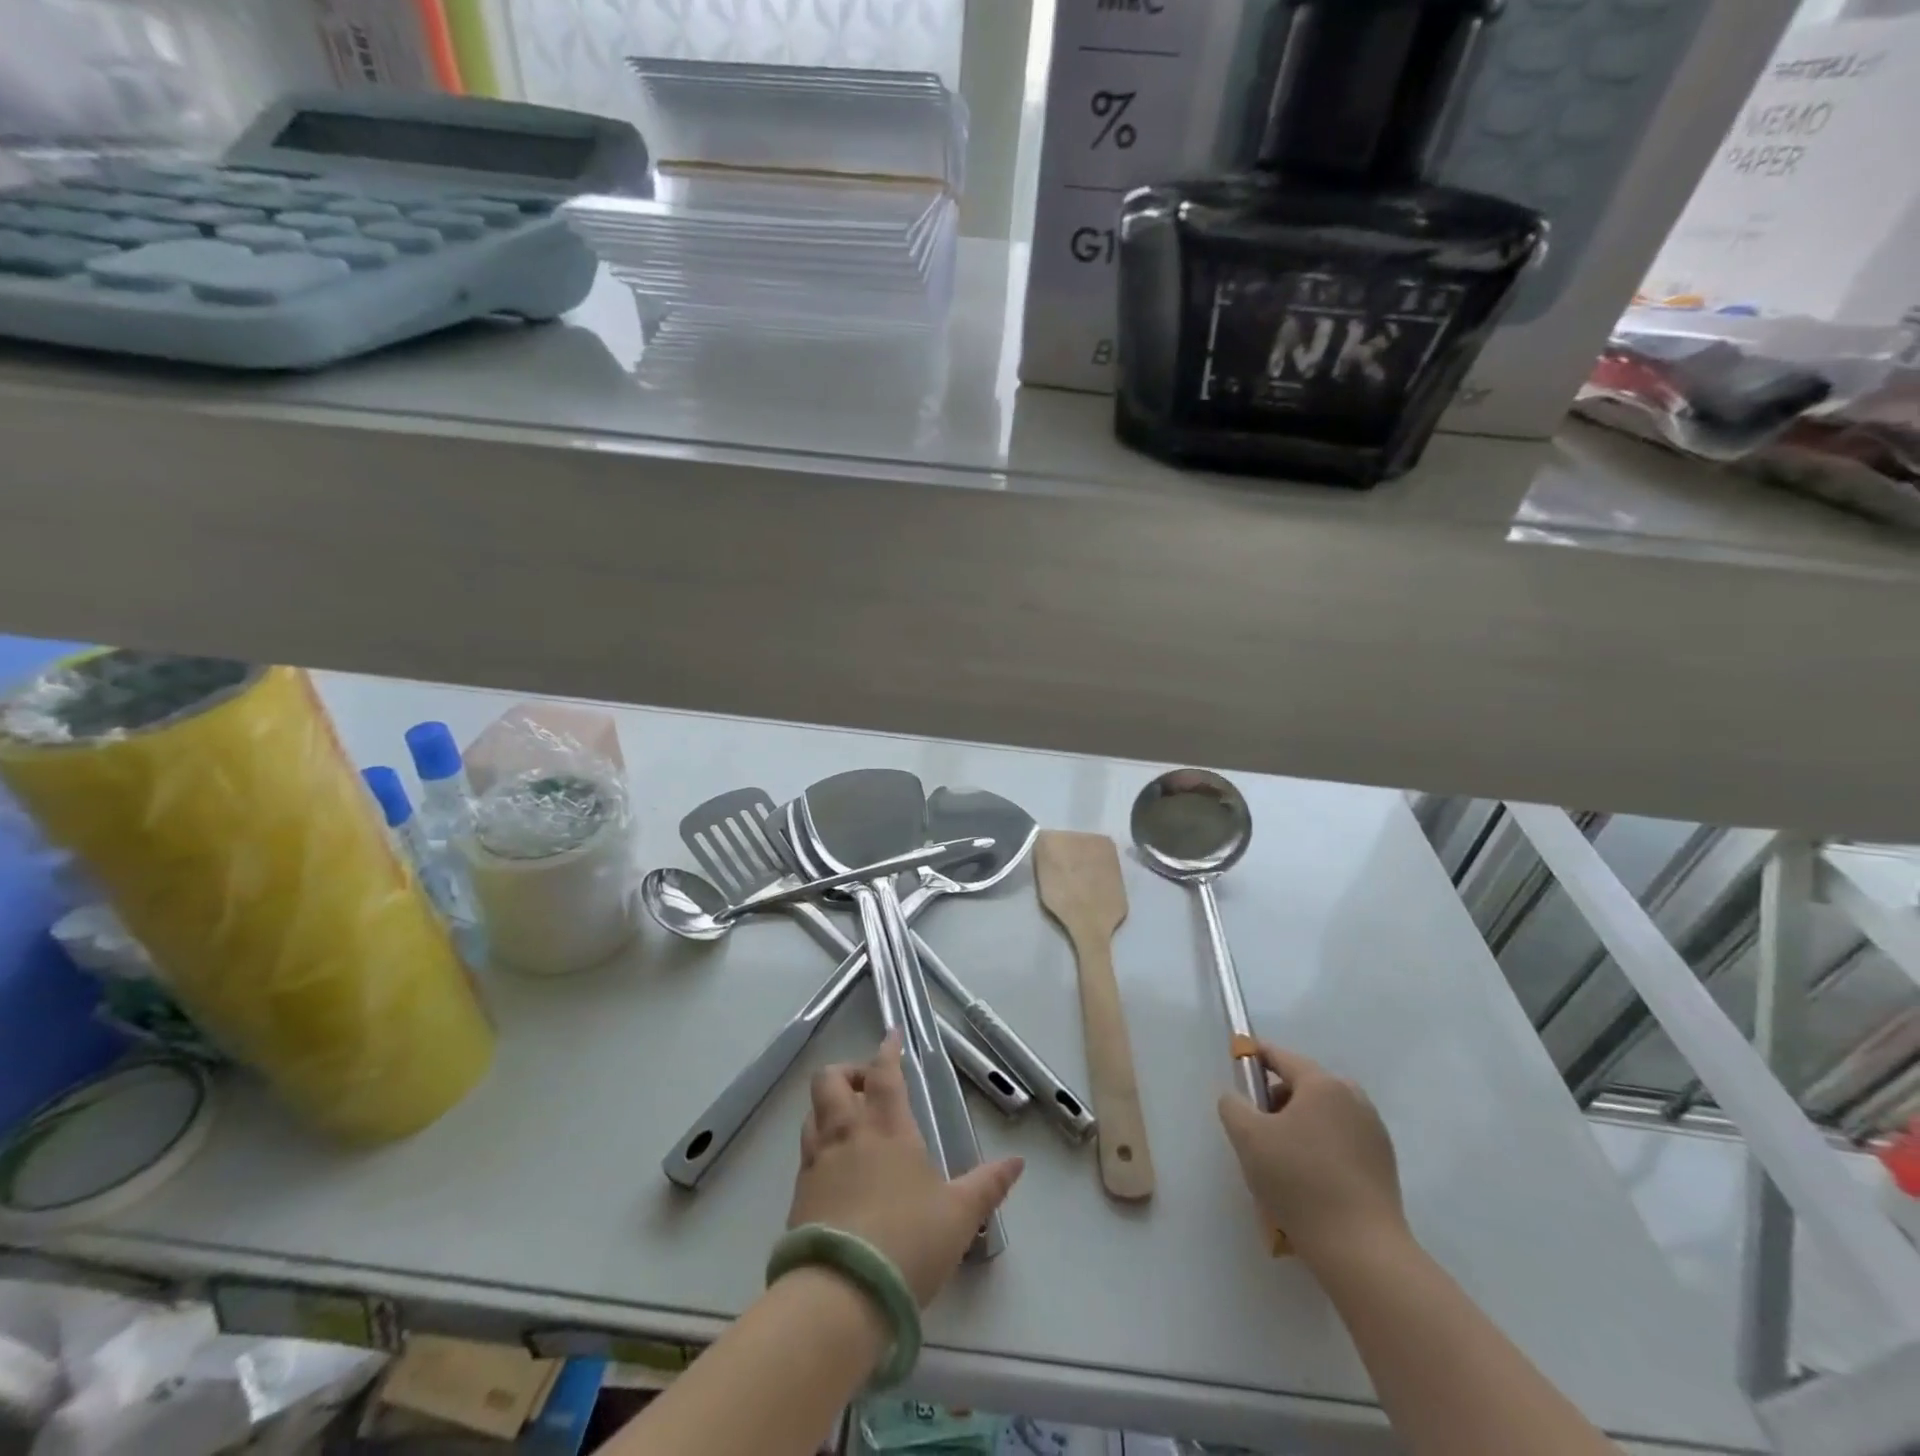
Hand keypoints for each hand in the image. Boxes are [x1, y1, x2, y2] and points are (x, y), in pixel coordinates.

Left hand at [788, 1034, 1023, 1305]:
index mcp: (887, 1127)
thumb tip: (1017, 1162)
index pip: (883, 1072)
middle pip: (831, 1080)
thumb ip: (988, 1185)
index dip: (887, 1049)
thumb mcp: (960, 1216)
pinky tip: (835, 1170)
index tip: (892, 1035)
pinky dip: (819, 1147)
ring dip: (828, 1107)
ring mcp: (818, 1163)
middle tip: (867, 1085)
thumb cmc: (908, 1242)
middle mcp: (848, 1134)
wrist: (840, 1294)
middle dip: (847, 1071)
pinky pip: (806, 1154)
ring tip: (849, 1123)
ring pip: (813, 1114)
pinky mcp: (798, 1196)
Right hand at [1216, 1041, 1407, 1264]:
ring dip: (1298, 1126)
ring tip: (1281, 1161)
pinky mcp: (1384, 1164)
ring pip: (1323, 1114)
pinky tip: (1309, 1181)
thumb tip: (1237, 1099)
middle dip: (1276, 1100)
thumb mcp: (1248, 1137)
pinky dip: (1320, 1148)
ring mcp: (1374, 1132)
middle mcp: (1353, 1098)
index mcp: (1323, 1084)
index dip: (1254, 1059)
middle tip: (1256, 1130)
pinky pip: (1341, 1140)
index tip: (1236, 1072)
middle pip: (1303, 1086)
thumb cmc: (1300, 1182)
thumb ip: (1232, 1105)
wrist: (1362, 1251)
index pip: (1280, 1056)